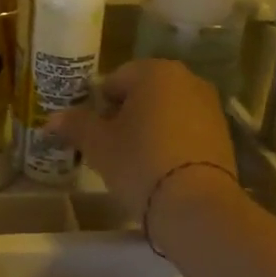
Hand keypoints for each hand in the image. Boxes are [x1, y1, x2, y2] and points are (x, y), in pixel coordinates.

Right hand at [48, 59, 238, 226]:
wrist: (196, 205)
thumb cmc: (139, 163)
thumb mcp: (98, 145)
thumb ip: (75, 125)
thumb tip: (51, 119)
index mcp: (155, 71)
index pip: (115, 80)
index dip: (99, 106)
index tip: (93, 134)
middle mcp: (187, 79)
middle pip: (143, 93)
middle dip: (125, 115)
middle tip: (111, 147)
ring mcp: (210, 105)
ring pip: (167, 111)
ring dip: (149, 128)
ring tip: (136, 161)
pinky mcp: (223, 133)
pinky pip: (187, 129)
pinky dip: (172, 142)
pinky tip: (162, 169)